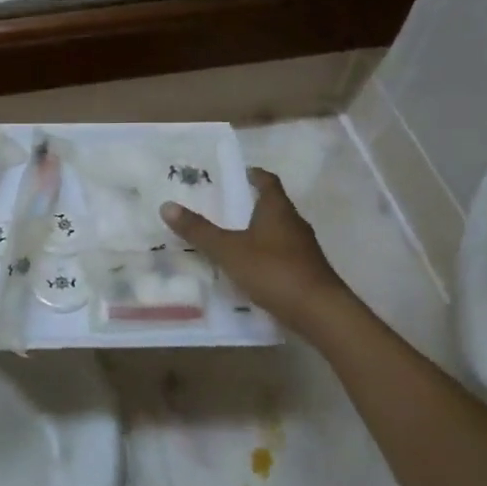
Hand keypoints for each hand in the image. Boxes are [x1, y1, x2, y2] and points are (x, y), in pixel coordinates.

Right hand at [161, 168, 346, 321]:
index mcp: (277, 209)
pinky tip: (247, 267)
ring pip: (276, 231)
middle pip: (272, 206)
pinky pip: (280, 254)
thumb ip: (199, 230)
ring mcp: (303, 248)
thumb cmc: (273, 270)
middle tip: (221, 206)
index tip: (236, 173)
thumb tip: (166, 205)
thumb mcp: (228, 250)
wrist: (320, 312)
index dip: (253, 174)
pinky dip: (263, 254)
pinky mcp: (306, 271)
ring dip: (256, 231)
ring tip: (229, 237)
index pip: (267, 181)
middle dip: (249, 204)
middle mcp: (294, 223)